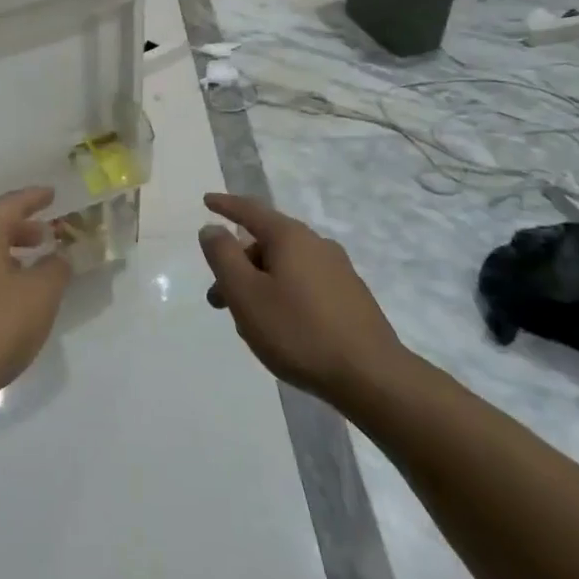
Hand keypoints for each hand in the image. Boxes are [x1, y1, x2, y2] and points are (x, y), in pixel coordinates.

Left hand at [0, 188, 72, 422]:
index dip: (34, 198)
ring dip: (8, 255)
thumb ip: (55, 270)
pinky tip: (9, 299)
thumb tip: (58, 256)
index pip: (10, 204)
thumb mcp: (38, 296)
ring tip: (33, 267)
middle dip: (22, 229)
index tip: (52, 193)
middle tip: (47, 234)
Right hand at [198, 193, 413, 412]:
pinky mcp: (350, 297)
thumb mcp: (246, 294)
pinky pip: (304, 284)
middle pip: (266, 243)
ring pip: (285, 267)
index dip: (225, 206)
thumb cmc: (298, 331)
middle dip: (238, 264)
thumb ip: (223, 256)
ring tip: (247, 321)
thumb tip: (212, 229)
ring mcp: (338, 271)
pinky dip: (282, 294)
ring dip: (259, 284)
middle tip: (218, 297)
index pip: (250, 210)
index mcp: (290, 237)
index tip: (206, 201)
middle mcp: (317, 245)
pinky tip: (280, 327)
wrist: (372, 377)